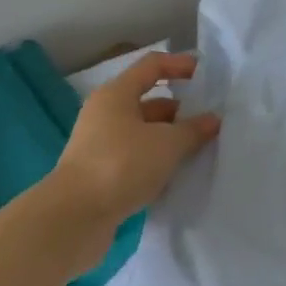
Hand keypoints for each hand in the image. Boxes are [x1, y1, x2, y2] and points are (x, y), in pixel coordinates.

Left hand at [45, 52, 218, 230]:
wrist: (73, 220)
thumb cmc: (121, 165)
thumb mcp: (167, 144)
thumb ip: (193, 129)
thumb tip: (212, 120)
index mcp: (116, 94)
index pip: (152, 66)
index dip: (180, 65)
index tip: (206, 75)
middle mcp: (105, 114)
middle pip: (149, 101)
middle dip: (180, 110)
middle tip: (209, 122)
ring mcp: (100, 146)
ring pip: (143, 133)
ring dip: (169, 139)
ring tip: (199, 150)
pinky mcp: (100, 175)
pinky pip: (135, 158)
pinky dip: (156, 162)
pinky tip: (176, 175)